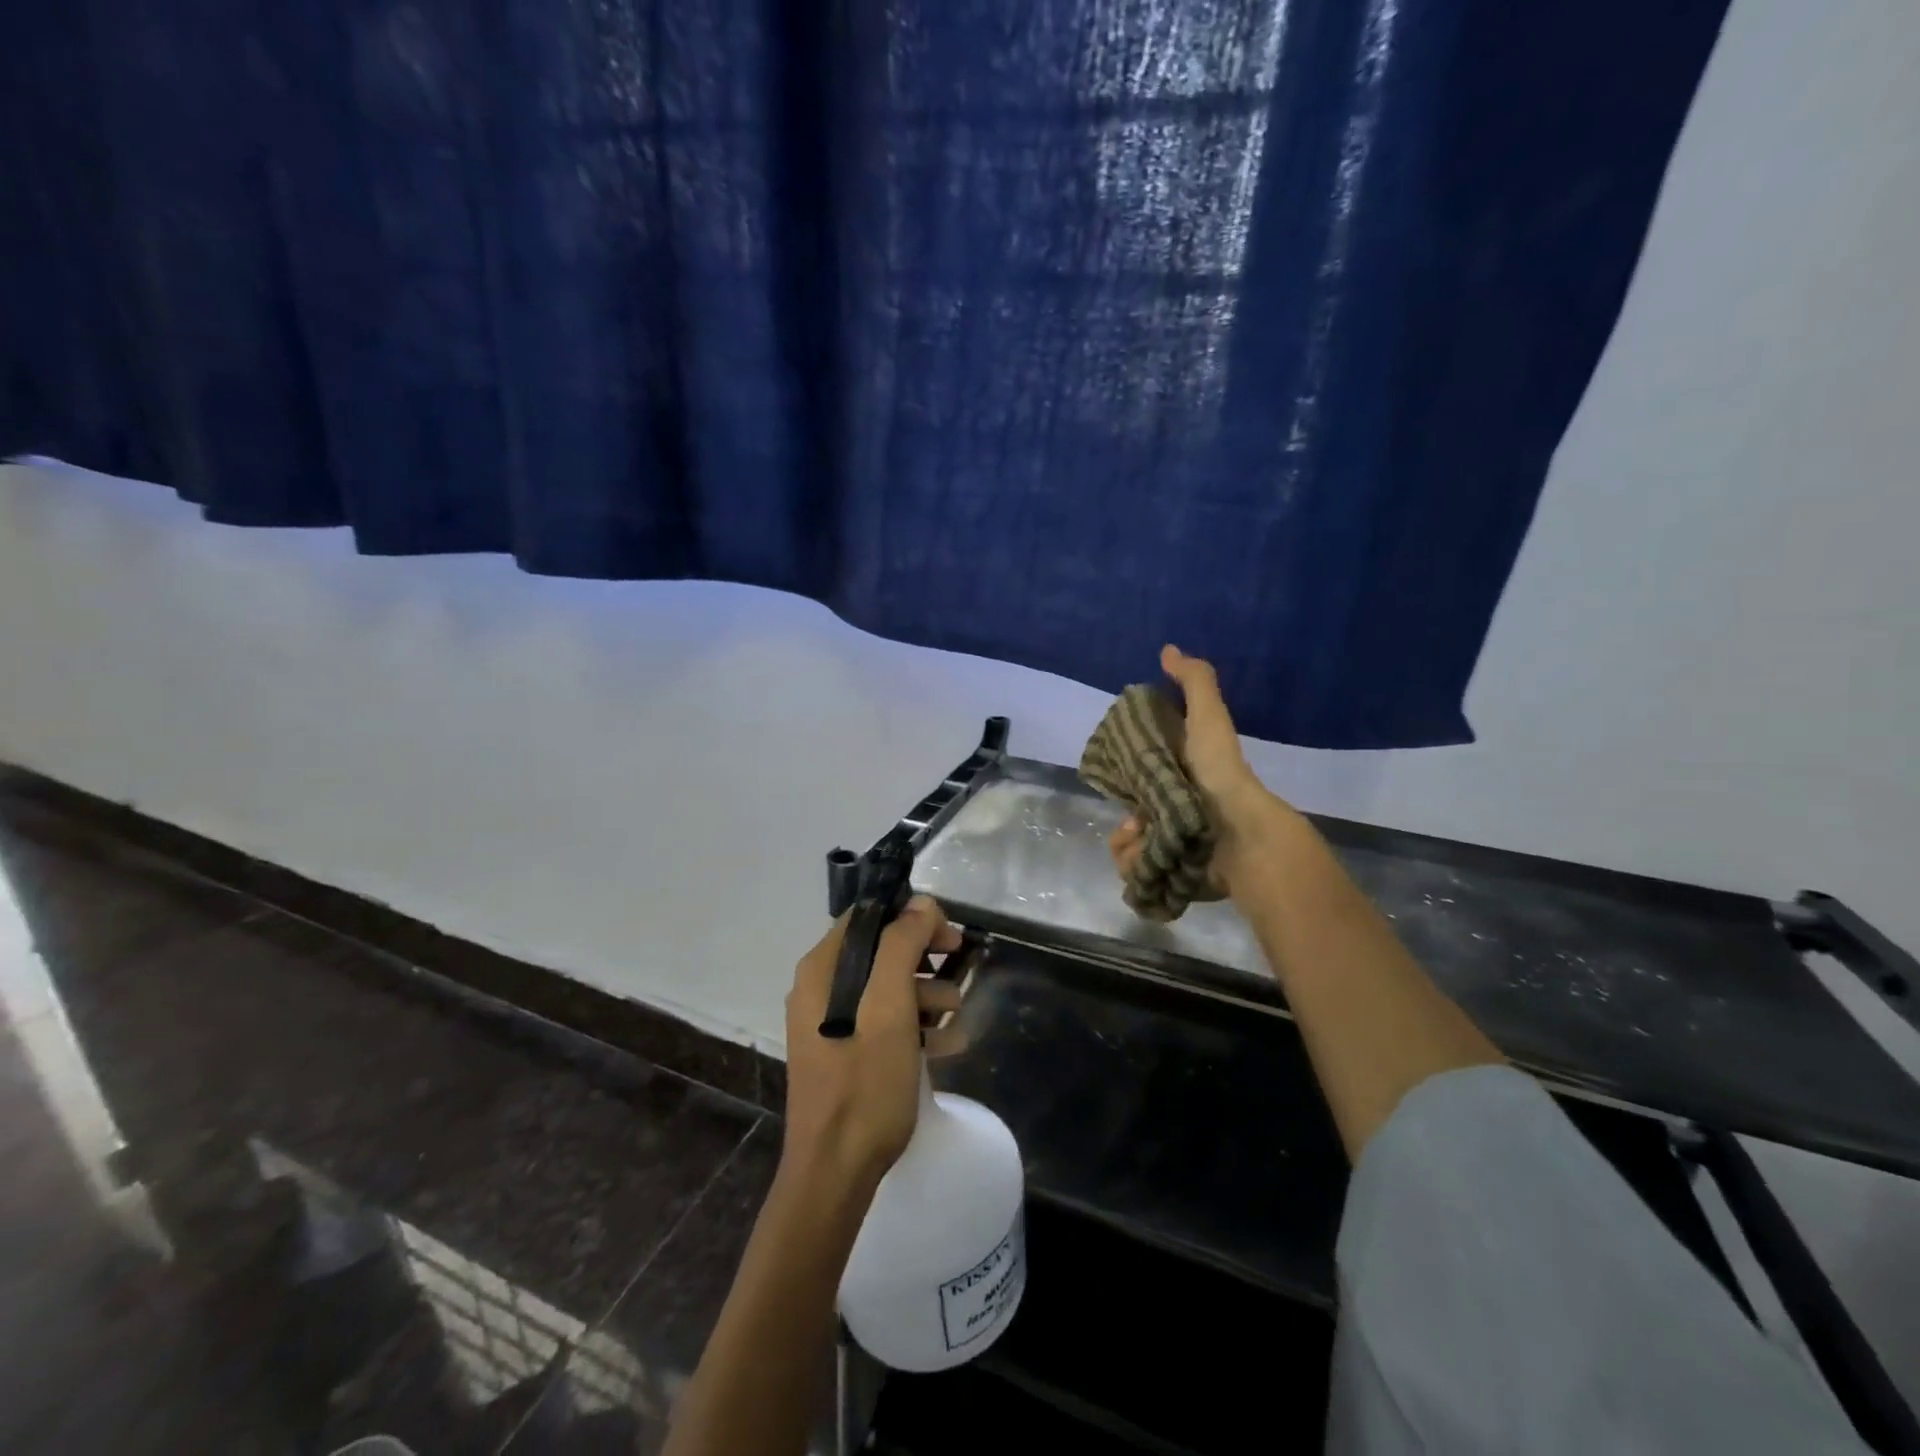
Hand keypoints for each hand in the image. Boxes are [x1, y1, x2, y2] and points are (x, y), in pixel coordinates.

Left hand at [782, 896, 963, 1195]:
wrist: (835, 1171)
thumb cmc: (864, 1083)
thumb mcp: (890, 1007)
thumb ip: (903, 946)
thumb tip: (921, 903)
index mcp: (823, 968)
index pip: (870, 916)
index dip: (911, 918)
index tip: (948, 938)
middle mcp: (821, 986)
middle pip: (882, 950)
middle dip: (925, 959)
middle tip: (960, 970)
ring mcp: (831, 1021)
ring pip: (888, 987)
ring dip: (927, 995)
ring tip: (956, 1019)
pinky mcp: (845, 1050)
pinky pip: (884, 1021)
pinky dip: (915, 1025)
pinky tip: (947, 1045)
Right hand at [1107, 644, 1292, 896]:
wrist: (1237, 833)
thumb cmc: (1218, 772)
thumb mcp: (1208, 717)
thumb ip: (1193, 682)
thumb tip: (1168, 649)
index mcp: (1181, 777)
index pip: (1138, 777)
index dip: (1123, 776)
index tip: (1119, 777)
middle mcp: (1175, 812)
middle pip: (1129, 815)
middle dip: (1124, 819)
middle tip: (1134, 819)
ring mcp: (1173, 845)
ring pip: (1127, 845)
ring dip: (1126, 842)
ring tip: (1142, 837)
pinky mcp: (1170, 874)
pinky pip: (1135, 870)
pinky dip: (1135, 864)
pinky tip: (1148, 857)